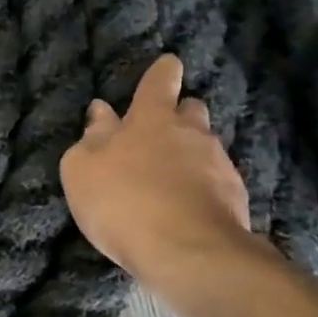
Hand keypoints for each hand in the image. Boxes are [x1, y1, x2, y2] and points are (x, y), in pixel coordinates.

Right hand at [59, 54, 259, 293]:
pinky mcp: (235, 197)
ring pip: (205, 146)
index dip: (162, 72)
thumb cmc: (123, 201)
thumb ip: (91, 138)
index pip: (159, 82)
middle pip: (191, 109)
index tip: (167, 64)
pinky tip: (186, 206)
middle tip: (160, 131)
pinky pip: (215, 181)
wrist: (187, 252)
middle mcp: (191, 132)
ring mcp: (218, 164)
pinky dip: (202, 187)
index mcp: (151, 118)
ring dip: (190, 154)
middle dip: (178, 114)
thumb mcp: (82, 169)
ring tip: (170, 177)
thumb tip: (101, 112)